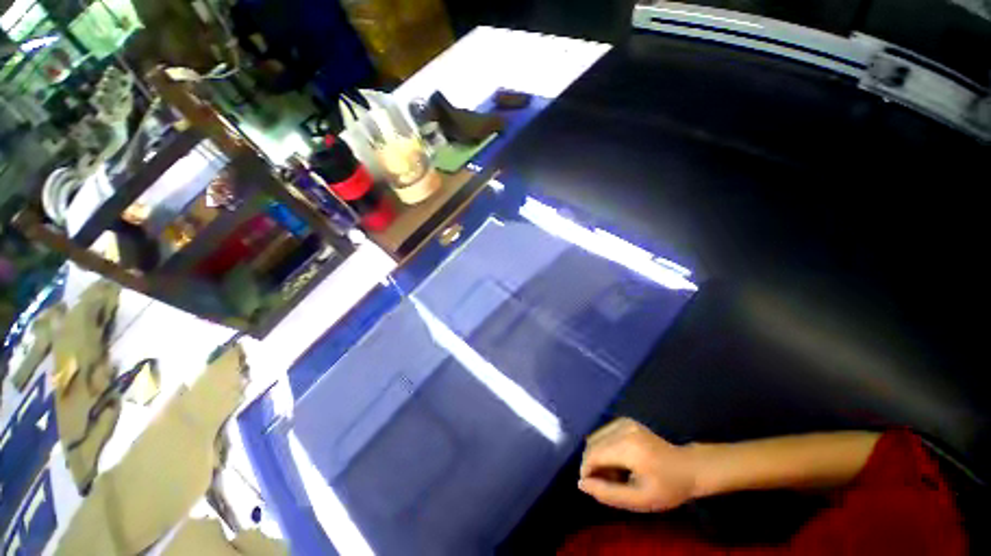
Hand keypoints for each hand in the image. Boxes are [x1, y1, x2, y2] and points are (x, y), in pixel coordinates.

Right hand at [579, 418, 698, 512]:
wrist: (688, 467)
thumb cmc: (666, 488)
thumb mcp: (639, 500)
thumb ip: (608, 493)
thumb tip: (581, 483)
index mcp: (628, 447)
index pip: (593, 454)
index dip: (586, 471)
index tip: (593, 487)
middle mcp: (622, 428)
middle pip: (592, 445)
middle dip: (592, 465)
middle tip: (607, 483)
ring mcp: (623, 421)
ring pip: (595, 438)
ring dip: (597, 457)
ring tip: (614, 473)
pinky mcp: (624, 420)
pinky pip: (603, 434)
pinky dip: (603, 449)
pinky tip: (617, 461)